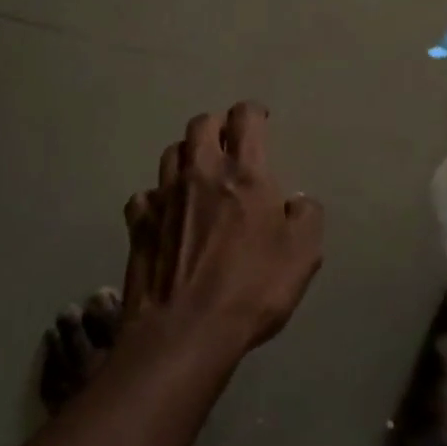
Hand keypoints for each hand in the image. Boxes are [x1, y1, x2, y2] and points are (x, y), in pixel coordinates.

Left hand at [122, 102, 323, 354]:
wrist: (186, 332)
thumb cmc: (253, 288)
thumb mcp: (303, 253)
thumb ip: (307, 216)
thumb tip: (297, 201)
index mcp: (245, 173)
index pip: (245, 118)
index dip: (254, 112)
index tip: (261, 120)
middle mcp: (201, 173)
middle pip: (201, 125)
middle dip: (217, 126)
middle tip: (229, 144)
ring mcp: (165, 197)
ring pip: (171, 153)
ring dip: (187, 155)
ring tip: (198, 173)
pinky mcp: (139, 224)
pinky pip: (145, 196)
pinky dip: (157, 198)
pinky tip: (166, 214)